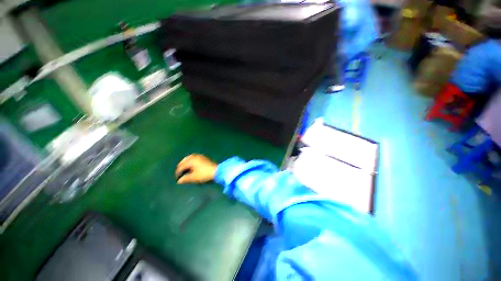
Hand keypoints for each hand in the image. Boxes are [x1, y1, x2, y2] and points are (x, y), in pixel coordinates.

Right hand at [175, 154, 217, 183]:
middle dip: (182, 166)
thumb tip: (179, 180)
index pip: (181, 166)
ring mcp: (200, 156)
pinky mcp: (204, 157)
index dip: (178, 172)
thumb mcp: (193, 177)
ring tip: (185, 169)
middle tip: (180, 172)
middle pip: (185, 160)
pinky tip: (193, 166)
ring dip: (186, 163)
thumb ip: (185, 179)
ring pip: (190, 158)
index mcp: (191, 160)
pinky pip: (195, 158)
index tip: (177, 178)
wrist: (216, 171)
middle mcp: (194, 156)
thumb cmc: (204, 174)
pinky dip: (192, 161)